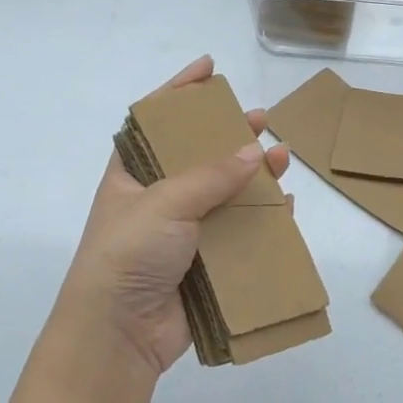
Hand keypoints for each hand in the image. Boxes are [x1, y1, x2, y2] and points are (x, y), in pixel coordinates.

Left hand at [54, 56, 290, 381]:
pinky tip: (284, 205)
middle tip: (260, 119)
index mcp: (132, 175)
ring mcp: (182, 231)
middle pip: (198, 155)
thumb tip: (253, 151)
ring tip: (282, 158)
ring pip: (225, 193)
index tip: (209, 68)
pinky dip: (261, 218)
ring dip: (253, 176)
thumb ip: (210, 176)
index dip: (180, 91)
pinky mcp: (204, 262)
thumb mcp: (164, 203)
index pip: (155, 121)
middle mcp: (157, 198)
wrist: (118, 335)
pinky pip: (238, 232)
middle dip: (229, 135)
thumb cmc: (127, 254)